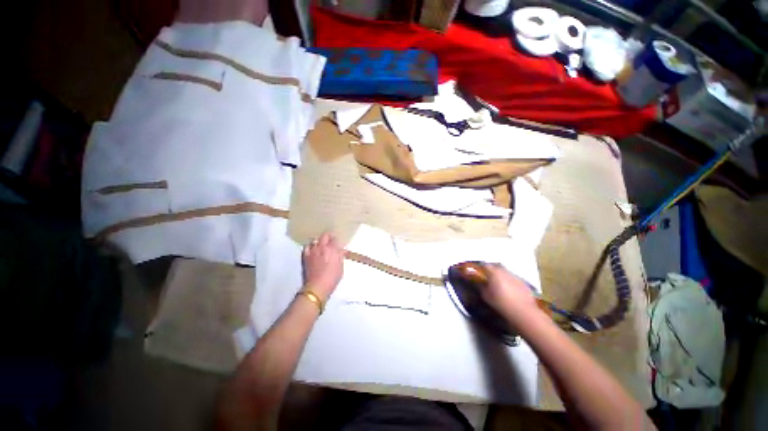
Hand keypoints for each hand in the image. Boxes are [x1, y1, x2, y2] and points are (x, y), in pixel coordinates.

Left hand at [302, 232, 344, 300]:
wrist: (317, 287)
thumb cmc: (332, 279)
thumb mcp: (341, 268)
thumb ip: (340, 257)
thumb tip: (341, 251)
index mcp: (332, 250)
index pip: (335, 239)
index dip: (337, 241)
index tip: (338, 244)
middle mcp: (322, 248)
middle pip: (325, 235)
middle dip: (328, 236)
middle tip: (330, 241)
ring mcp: (312, 251)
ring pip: (315, 240)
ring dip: (318, 242)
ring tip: (321, 246)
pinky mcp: (305, 256)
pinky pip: (306, 247)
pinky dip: (310, 247)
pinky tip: (312, 250)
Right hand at [481, 264, 541, 325]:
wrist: (523, 312)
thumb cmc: (501, 303)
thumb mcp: (486, 296)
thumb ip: (481, 287)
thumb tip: (479, 283)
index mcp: (494, 273)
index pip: (485, 265)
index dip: (481, 269)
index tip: (478, 273)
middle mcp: (505, 271)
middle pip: (496, 267)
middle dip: (492, 271)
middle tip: (488, 278)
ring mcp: (516, 276)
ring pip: (505, 272)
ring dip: (501, 276)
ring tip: (499, 285)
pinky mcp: (524, 283)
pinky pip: (513, 279)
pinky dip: (510, 282)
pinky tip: (509, 291)